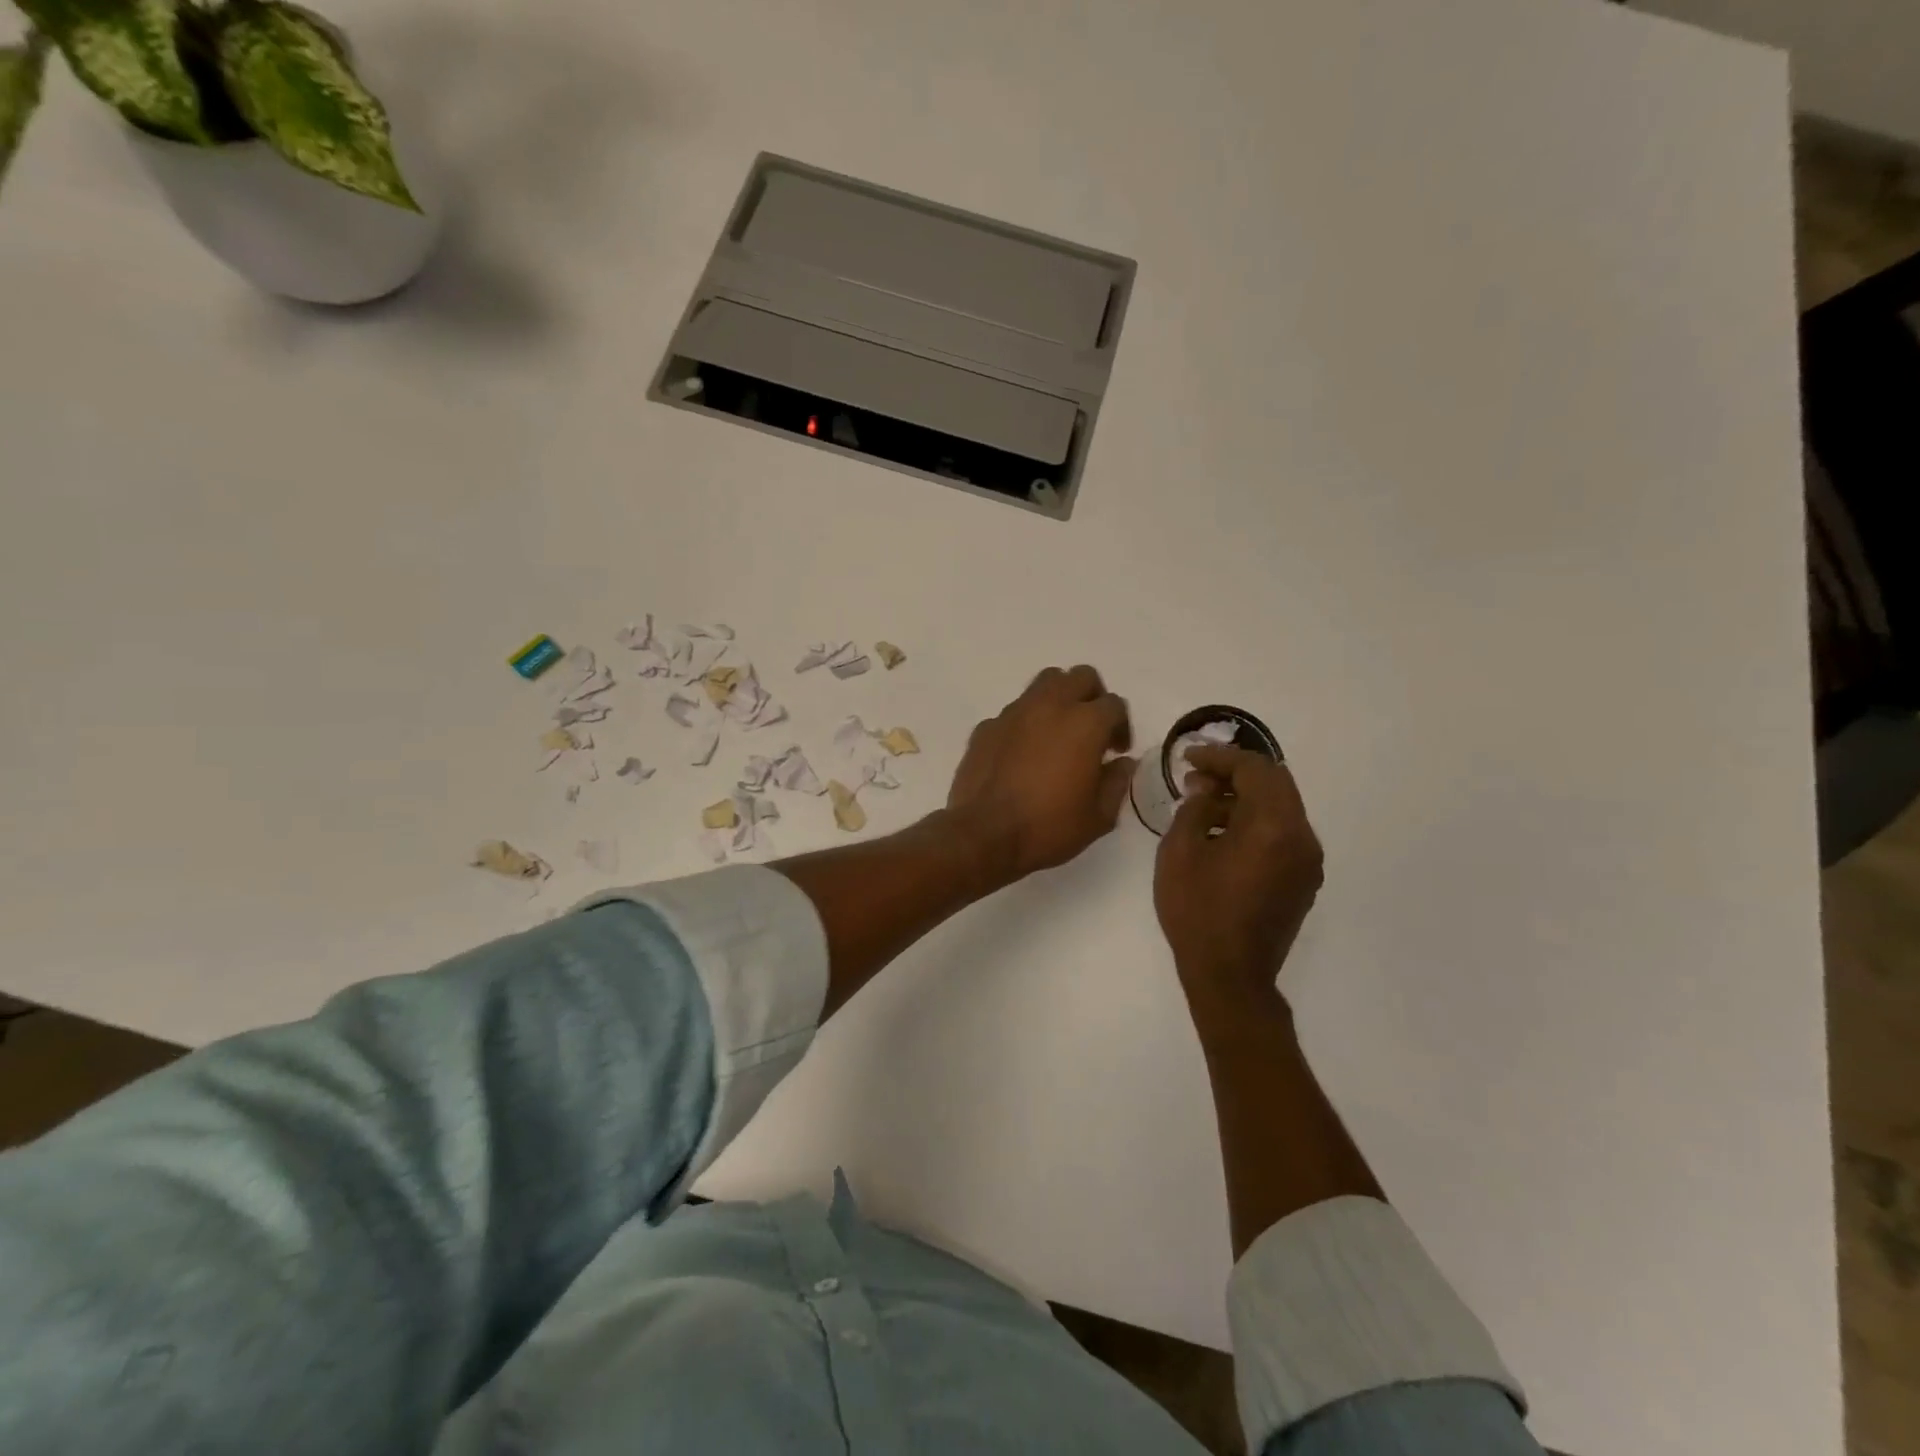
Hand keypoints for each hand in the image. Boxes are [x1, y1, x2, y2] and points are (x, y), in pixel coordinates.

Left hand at [947, 665, 1134, 882]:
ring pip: (1044, 683)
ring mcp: (1014, 712)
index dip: (1121, 726)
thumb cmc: (1048, 827)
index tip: (1115, 752)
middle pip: (1080, 677)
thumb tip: (1122, 763)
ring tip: (1057, 733)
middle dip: (1092, 697)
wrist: (984, 835)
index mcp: (1085, 723)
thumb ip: (1117, 782)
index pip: (1114, 704)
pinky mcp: (986, 726)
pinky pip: (1013, 713)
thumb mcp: (1099, 816)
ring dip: (1058, 700)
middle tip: (1091, 730)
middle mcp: (1050, 706)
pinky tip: (1022, 754)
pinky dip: (1025, 724)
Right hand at [1154, 745, 1323, 1017]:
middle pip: (1276, 782)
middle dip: (1236, 772)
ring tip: (1205, 805)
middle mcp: (1302, 837)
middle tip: (1198, 776)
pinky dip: (1257, 821)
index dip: (1219, 757)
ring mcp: (1308, 861)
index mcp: (1273, 826)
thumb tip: (1206, 788)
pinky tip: (1224, 834)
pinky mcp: (1304, 880)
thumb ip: (1195, 808)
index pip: (1254, 769)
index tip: (1188, 758)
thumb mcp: (1179, 852)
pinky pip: (1284, 833)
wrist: (1230, 976)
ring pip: (1282, 807)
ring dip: (1246, 797)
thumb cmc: (1197, 912)